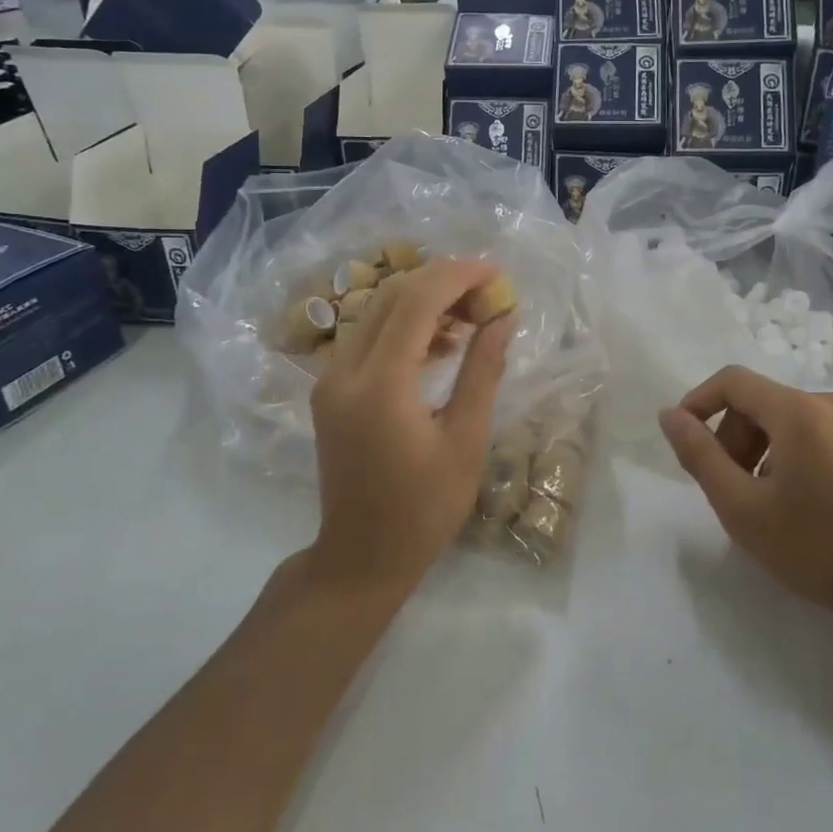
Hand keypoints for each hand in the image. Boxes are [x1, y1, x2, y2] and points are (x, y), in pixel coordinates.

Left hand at [308, 258, 513, 594]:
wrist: (360, 557)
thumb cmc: (424, 509)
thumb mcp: (466, 441)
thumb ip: (482, 371)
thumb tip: (503, 317)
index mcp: (379, 386)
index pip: (416, 301)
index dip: (459, 276)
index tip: (497, 274)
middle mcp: (344, 371)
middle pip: (392, 296)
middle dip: (443, 281)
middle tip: (489, 294)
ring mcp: (330, 378)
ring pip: (377, 311)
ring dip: (424, 300)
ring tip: (472, 315)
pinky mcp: (329, 389)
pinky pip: (368, 336)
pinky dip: (405, 325)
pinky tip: (441, 341)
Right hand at [659, 366, 832, 622]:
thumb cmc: (813, 548)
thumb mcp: (741, 506)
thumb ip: (699, 455)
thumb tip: (669, 415)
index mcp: (800, 411)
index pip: (733, 381)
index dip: (698, 402)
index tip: (683, 441)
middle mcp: (829, 402)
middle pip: (758, 401)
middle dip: (731, 436)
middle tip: (726, 487)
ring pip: (782, 417)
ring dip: (757, 447)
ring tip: (759, 498)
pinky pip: (809, 429)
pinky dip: (785, 451)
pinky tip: (791, 496)